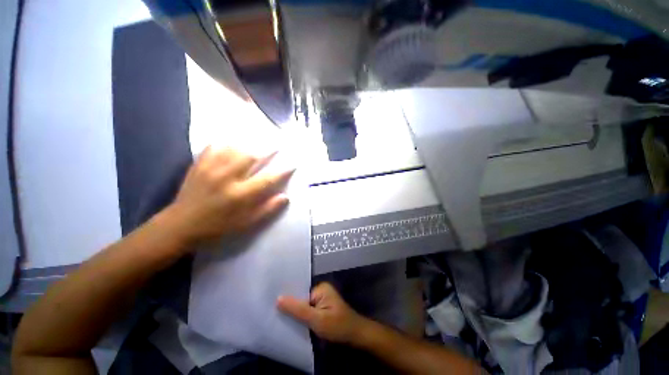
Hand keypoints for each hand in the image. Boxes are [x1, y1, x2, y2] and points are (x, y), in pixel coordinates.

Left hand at [165, 147, 292, 246]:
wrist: (180, 225)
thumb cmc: (218, 227)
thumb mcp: (246, 224)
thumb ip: (267, 209)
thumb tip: (285, 197)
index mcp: (240, 195)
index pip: (268, 178)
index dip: (283, 171)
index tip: (293, 164)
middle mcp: (227, 178)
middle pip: (252, 156)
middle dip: (268, 149)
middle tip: (277, 145)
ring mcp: (211, 169)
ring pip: (235, 148)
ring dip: (250, 144)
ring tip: (258, 143)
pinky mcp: (199, 165)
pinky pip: (214, 146)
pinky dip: (226, 142)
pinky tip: (233, 143)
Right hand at [277, 282, 366, 343]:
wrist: (356, 336)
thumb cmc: (338, 326)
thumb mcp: (316, 319)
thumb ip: (298, 309)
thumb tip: (278, 298)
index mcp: (320, 288)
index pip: (299, 291)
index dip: (287, 298)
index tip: (271, 303)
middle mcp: (320, 291)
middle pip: (301, 298)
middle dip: (290, 306)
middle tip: (271, 312)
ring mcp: (322, 300)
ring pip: (303, 306)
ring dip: (295, 313)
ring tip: (276, 318)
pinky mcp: (322, 309)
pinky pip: (308, 311)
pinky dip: (301, 318)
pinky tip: (291, 324)